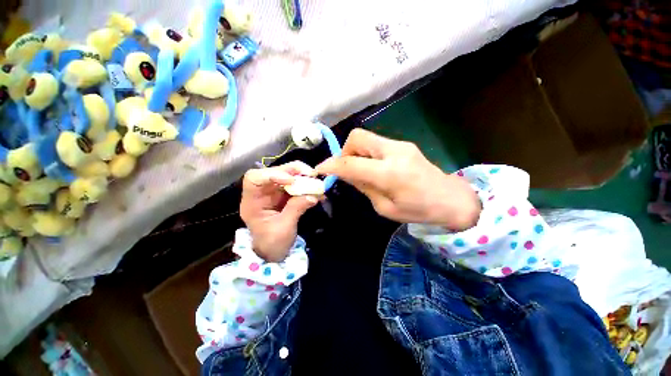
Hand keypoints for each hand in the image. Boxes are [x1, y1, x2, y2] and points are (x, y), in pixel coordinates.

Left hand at [241, 162, 318, 261]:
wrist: (274, 252)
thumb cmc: (272, 243)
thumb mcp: (284, 228)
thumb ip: (296, 209)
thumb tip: (313, 195)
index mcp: (252, 201)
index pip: (254, 178)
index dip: (272, 174)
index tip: (291, 180)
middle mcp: (262, 193)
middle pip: (274, 172)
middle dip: (293, 171)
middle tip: (311, 174)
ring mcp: (274, 193)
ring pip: (287, 175)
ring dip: (303, 177)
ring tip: (317, 182)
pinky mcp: (285, 195)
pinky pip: (296, 185)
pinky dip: (307, 185)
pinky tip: (318, 191)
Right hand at [316, 129, 480, 230]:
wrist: (450, 199)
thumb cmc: (418, 210)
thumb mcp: (385, 207)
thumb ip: (363, 187)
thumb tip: (345, 173)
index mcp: (389, 174)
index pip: (350, 163)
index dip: (331, 165)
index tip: (320, 169)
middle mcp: (394, 152)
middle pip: (357, 137)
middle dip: (345, 152)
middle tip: (347, 170)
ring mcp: (400, 144)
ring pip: (365, 138)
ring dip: (356, 152)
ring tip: (361, 170)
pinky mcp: (403, 144)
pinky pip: (376, 143)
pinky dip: (367, 153)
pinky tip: (373, 168)